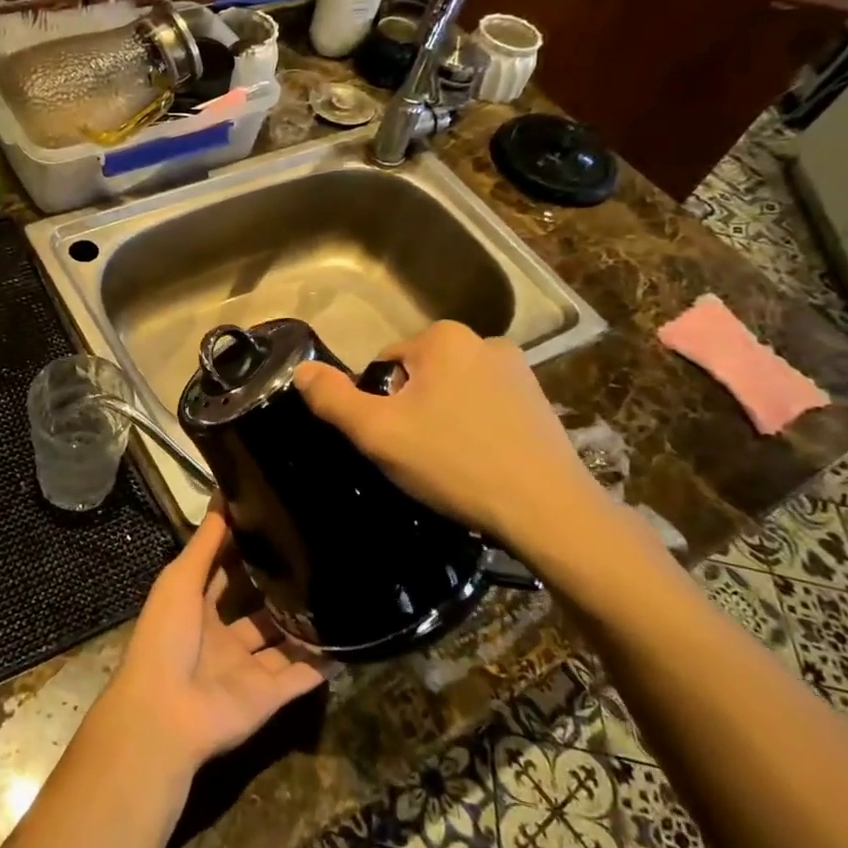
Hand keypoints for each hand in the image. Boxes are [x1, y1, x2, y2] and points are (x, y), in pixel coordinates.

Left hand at [97, 508, 326, 776]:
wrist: (167, 713)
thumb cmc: (166, 635)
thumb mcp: (181, 578)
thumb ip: (206, 541)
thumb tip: (224, 491)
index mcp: (196, 610)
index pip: (223, 575)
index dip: (243, 553)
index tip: (274, 525)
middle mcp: (223, 639)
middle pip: (257, 611)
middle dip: (279, 590)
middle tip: (315, 558)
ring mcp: (247, 670)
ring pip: (283, 643)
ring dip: (304, 625)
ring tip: (338, 593)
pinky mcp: (270, 697)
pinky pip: (302, 677)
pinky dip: (322, 663)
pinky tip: (349, 641)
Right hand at [293, 321, 657, 594]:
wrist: (547, 510)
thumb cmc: (453, 463)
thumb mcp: (377, 433)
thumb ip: (333, 398)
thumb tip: (300, 369)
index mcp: (443, 338)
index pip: (384, 363)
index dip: (379, 403)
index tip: (393, 441)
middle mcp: (484, 340)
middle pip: (419, 375)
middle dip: (411, 409)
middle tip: (417, 455)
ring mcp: (519, 370)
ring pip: (453, 391)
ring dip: (443, 418)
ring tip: (450, 463)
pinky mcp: (540, 400)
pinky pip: (486, 406)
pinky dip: (475, 428)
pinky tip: (480, 463)